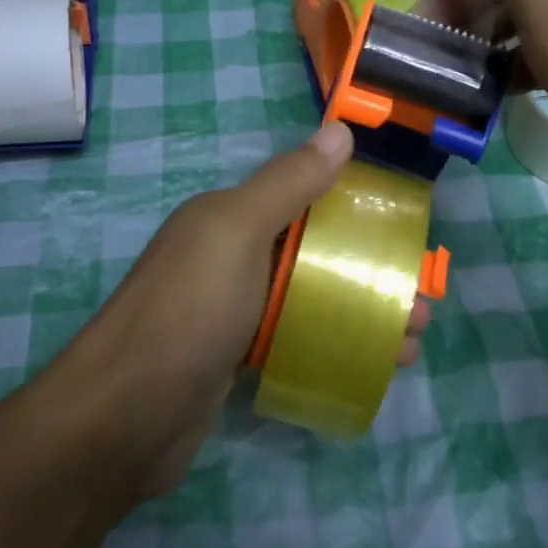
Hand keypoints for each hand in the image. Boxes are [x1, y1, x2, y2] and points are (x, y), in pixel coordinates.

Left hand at [58, 121, 431, 499]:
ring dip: (363, 315)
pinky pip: (295, 340)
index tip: (407, 234)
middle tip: (422, 304)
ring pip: (311, 301)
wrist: (124, 417)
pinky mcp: (234, 360)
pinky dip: (334, 347)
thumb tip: (339, 131)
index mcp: (228, 218)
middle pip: (316, 254)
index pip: (305, 199)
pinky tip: (372, 369)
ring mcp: (231, 312)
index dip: (357, 211)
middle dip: (371, 273)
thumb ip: (288, 183)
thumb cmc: (188, 311)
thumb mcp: (238, 231)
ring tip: (412, 343)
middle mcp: (229, 257)